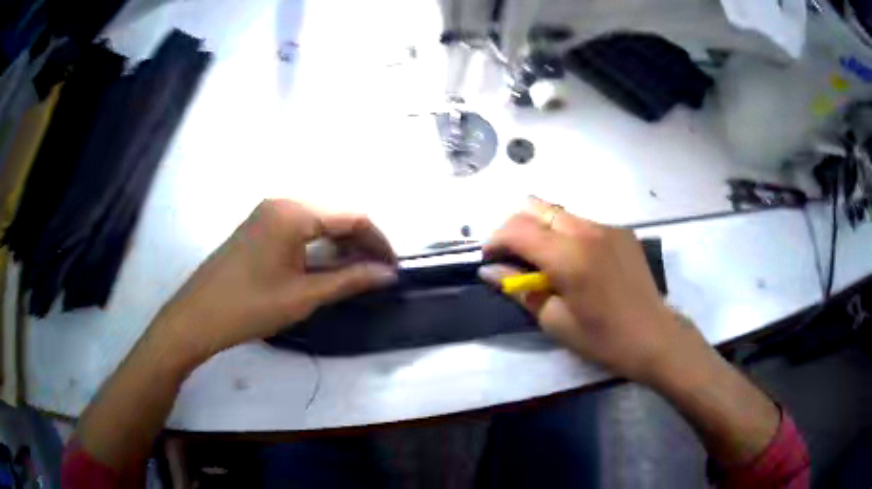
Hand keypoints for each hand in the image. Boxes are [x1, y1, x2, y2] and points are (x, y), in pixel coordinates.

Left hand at [153, 199, 397, 358]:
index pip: (351, 217)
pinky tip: (324, 265)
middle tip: (375, 273)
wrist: (198, 317)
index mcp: (293, 213)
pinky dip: (318, 243)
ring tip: (354, 272)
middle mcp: (282, 202)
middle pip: (335, 215)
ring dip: (339, 243)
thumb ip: (349, 280)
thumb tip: (387, 274)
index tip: (392, 269)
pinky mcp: (258, 226)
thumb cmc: (250, 307)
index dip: (377, 241)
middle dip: (360, 242)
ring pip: (318, 220)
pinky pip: (299, 226)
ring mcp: (267, 212)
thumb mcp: (303, 296)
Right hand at [480, 197, 683, 382]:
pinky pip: (582, 222)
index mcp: (569, 257)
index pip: (518, 229)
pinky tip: (575, 261)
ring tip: (543, 260)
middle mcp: (587, 230)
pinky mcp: (621, 231)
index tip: (489, 259)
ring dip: (541, 229)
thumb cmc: (603, 338)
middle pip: (535, 207)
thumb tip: (489, 271)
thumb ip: (519, 290)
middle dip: (515, 227)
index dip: (495, 240)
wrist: (654, 337)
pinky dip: (566, 234)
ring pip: (559, 212)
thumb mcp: (554, 321)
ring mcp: (607, 227)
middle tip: (513, 256)